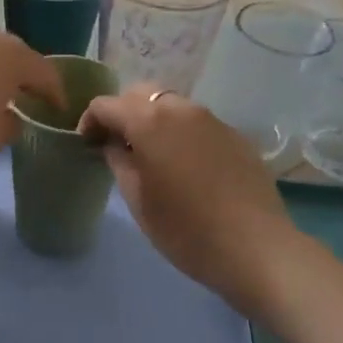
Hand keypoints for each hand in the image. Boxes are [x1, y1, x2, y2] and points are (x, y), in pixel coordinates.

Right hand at [78, 85, 296, 314]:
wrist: (256, 248)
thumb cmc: (185, 229)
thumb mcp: (138, 200)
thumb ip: (119, 162)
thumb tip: (112, 143)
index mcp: (149, 120)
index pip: (106, 104)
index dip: (90, 121)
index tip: (87, 145)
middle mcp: (180, 108)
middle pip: (140, 94)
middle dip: (123, 113)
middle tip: (116, 145)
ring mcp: (212, 119)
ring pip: (171, 105)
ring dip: (153, 120)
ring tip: (151, 155)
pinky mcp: (234, 135)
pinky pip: (197, 123)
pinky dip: (181, 133)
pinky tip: (185, 166)